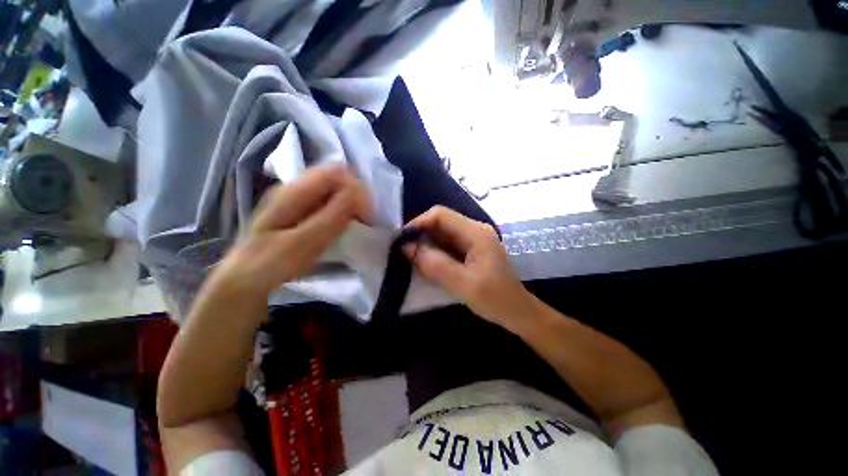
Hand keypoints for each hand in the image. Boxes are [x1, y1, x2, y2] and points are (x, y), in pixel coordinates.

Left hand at [211, 165, 371, 297]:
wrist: (245, 278)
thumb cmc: (270, 264)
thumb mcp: (301, 244)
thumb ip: (329, 218)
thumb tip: (356, 194)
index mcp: (293, 191)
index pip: (336, 173)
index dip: (356, 190)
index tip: (365, 216)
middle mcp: (296, 187)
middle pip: (338, 178)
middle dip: (356, 197)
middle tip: (363, 222)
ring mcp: (299, 197)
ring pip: (335, 189)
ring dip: (351, 204)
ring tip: (356, 225)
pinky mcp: (302, 209)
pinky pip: (330, 201)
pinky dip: (343, 210)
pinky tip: (343, 226)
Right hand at [404, 206, 534, 331]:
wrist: (516, 312)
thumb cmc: (495, 299)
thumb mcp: (463, 284)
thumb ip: (435, 264)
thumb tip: (408, 247)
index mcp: (476, 233)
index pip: (441, 215)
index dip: (419, 223)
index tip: (402, 240)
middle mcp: (474, 230)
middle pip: (440, 222)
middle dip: (420, 236)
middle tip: (405, 254)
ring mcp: (472, 239)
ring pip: (441, 234)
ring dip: (426, 246)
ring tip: (414, 262)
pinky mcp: (469, 249)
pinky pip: (446, 245)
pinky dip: (434, 253)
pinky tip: (428, 266)